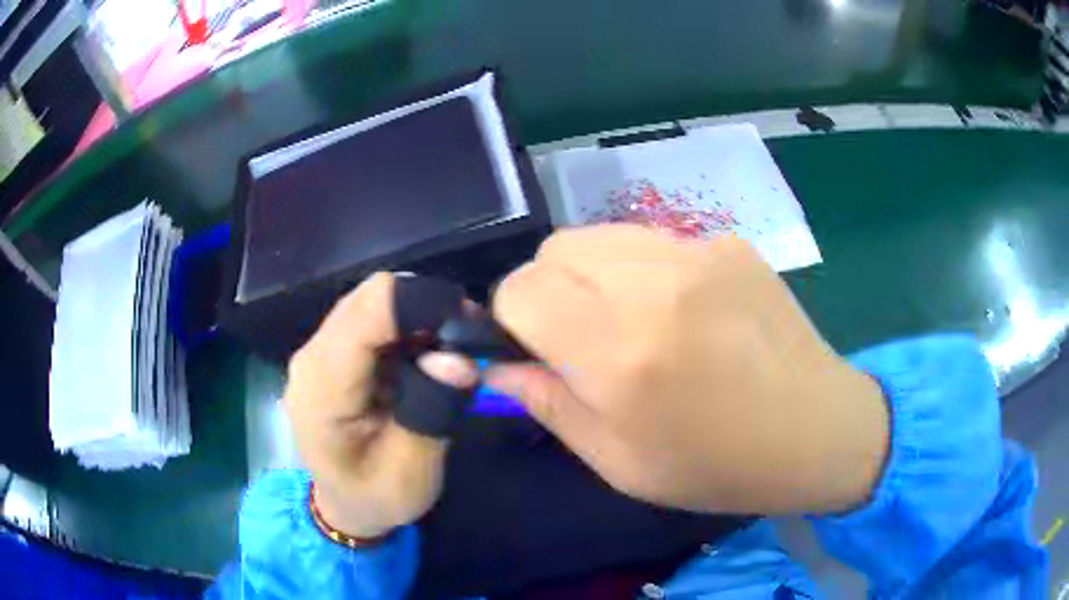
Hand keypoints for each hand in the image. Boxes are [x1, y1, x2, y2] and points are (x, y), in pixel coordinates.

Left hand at [284, 273, 477, 537]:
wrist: (343, 506)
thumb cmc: (375, 497)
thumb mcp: (412, 471)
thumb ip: (432, 411)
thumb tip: (459, 358)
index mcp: (324, 385)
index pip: (371, 309)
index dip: (425, 304)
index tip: (469, 330)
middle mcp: (313, 354)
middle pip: (373, 295)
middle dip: (427, 310)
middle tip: (466, 345)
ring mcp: (318, 349)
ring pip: (375, 301)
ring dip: (418, 319)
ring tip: (448, 356)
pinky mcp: (331, 350)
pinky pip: (372, 318)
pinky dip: (406, 329)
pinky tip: (423, 360)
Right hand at [487, 225, 888, 514]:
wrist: (815, 429)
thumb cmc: (716, 465)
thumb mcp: (618, 462)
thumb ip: (548, 404)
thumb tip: (499, 366)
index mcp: (620, 352)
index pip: (520, 290)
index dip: (511, 317)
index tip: (533, 346)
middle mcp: (655, 285)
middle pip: (555, 249)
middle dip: (548, 288)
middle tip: (580, 335)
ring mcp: (699, 251)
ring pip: (601, 235)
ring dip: (592, 273)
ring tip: (628, 319)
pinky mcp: (728, 242)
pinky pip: (654, 240)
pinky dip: (643, 269)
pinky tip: (682, 309)